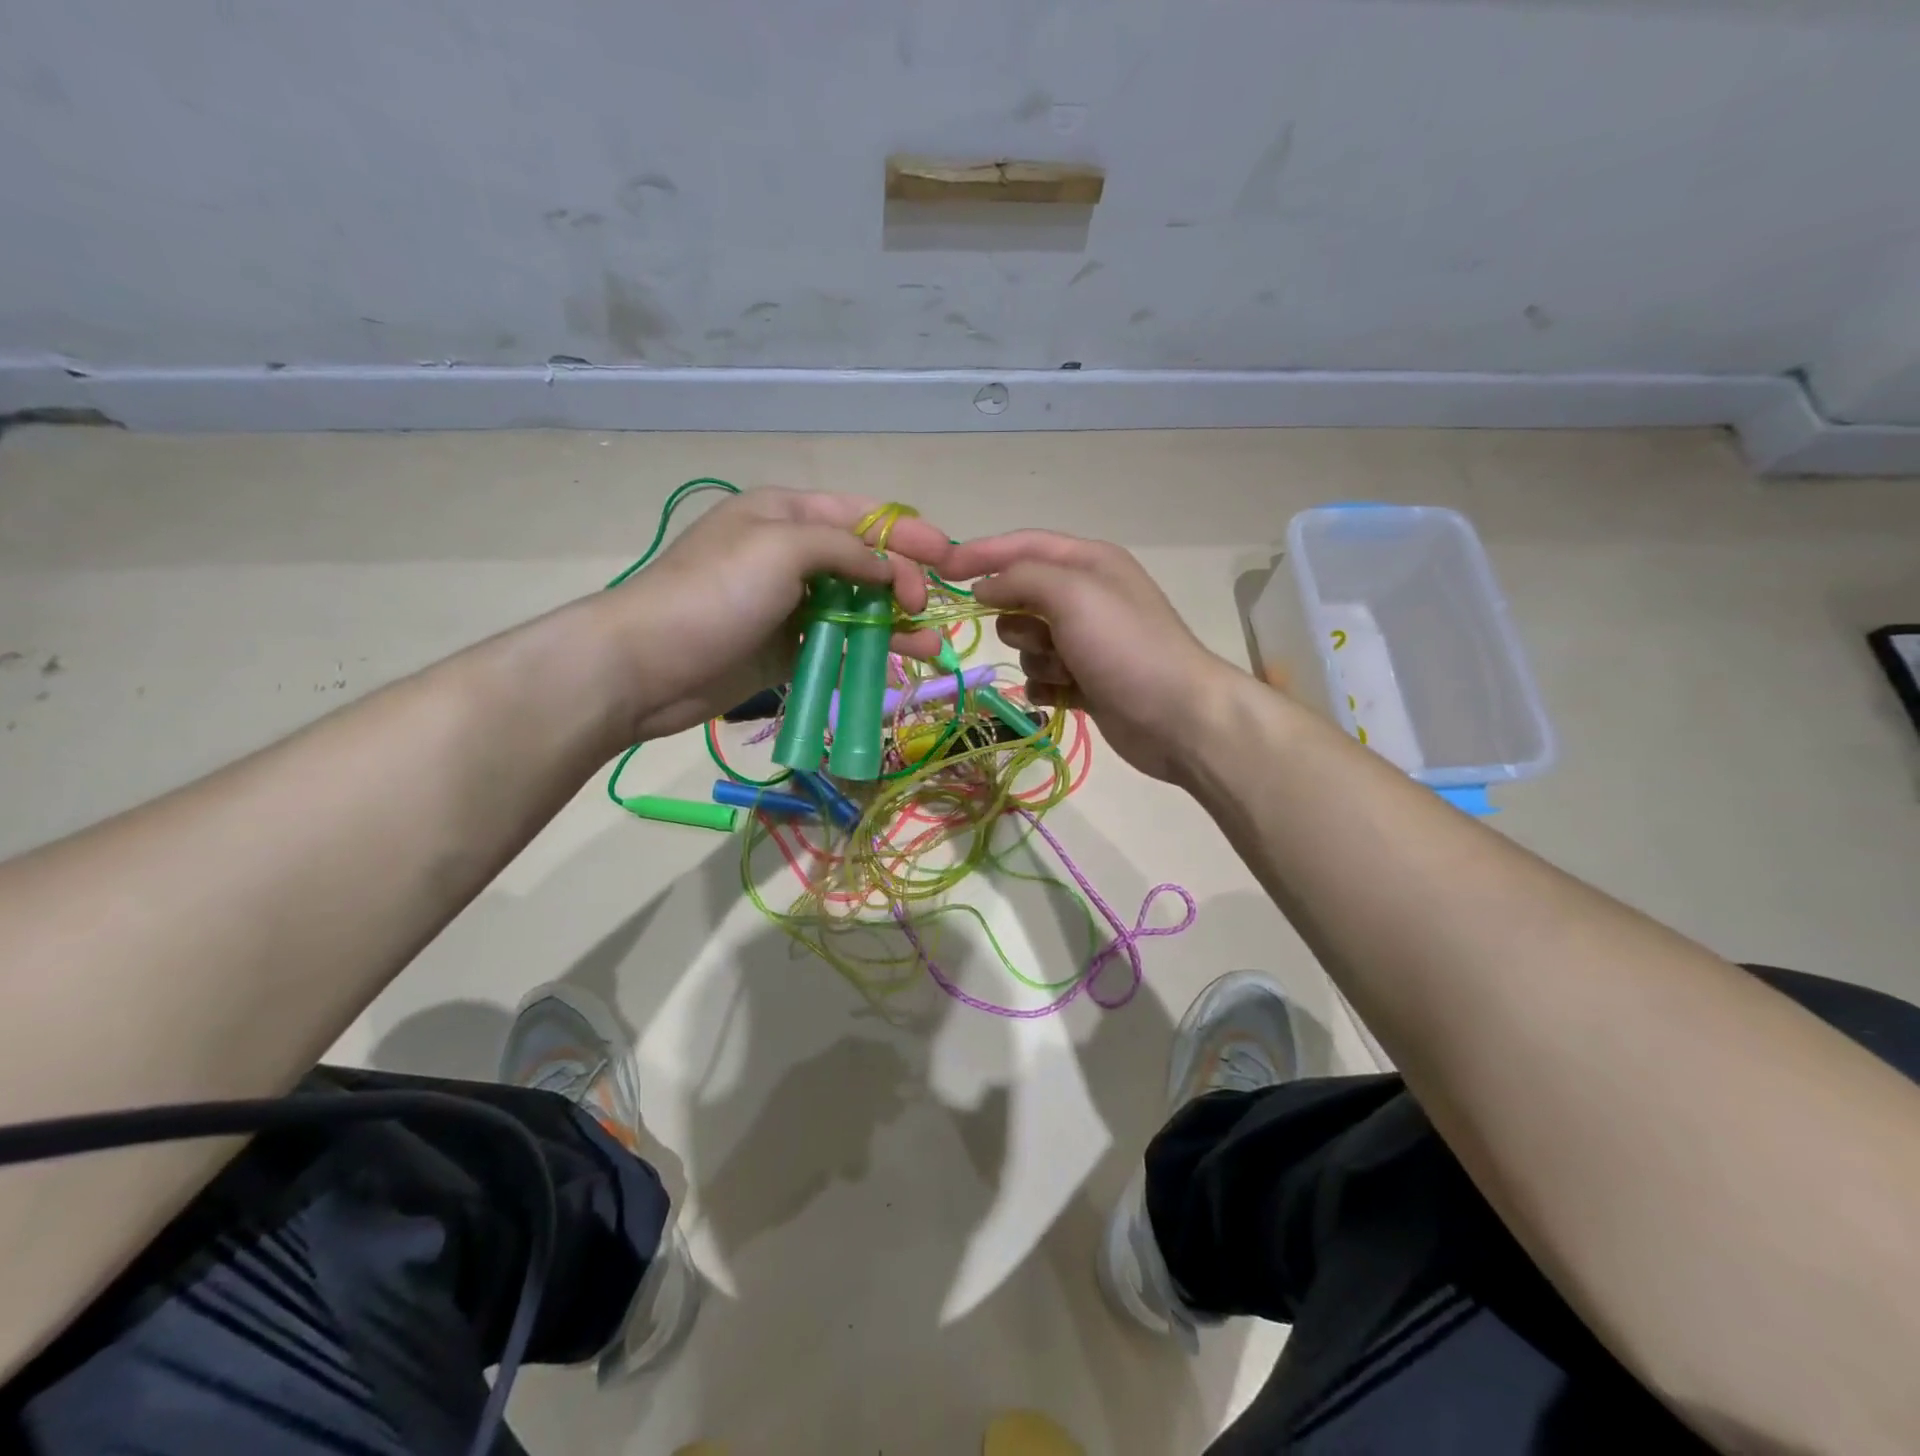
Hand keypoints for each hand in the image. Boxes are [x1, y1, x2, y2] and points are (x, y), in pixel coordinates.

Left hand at [598, 488, 952, 740]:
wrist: (648, 665)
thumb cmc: (715, 592)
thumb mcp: (782, 548)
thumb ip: (845, 549)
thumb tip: (889, 568)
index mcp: (787, 514)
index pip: (862, 515)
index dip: (908, 532)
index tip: (949, 557)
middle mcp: (792, 554)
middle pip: (865, 562)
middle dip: (905, 581)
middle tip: (929, 608)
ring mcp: (790, 604)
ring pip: (858, 606)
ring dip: (896, 622)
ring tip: (932, 644)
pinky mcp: (788, 647)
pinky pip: (840, 642)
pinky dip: (871, 649)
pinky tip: (901, 660)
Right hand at [942, 530, 1242, 781]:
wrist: (1178, 718)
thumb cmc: (1125, 647)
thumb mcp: (1072, 595)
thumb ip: (1022, 579)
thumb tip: (985, 586)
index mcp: (1089, 562)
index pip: (1023, 545)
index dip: (981, 554)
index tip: (940, 570)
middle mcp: (1088, 596)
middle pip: (1023, 596)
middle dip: (1018, 619)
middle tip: (1040, 637)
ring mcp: (1089, 642)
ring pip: (1030, 641)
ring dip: (1037, 657)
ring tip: (1064, 670)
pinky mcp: (1088, 681)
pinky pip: (1043, 677)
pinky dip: (1045, 685)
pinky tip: (1061, 695)